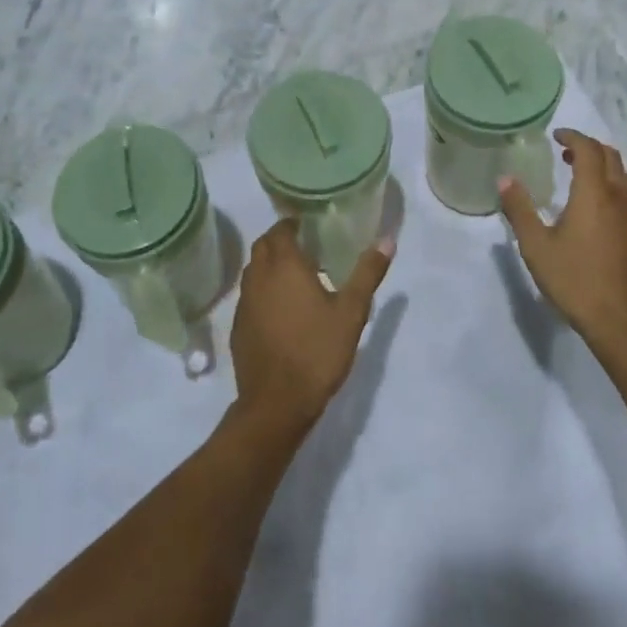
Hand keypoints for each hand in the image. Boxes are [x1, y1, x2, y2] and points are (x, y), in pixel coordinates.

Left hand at [229, 221, 393, 439]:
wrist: (277, 402)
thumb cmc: (317, 351)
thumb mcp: (352, 312)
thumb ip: (367, 273)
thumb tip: (387, 240)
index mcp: (285, 266)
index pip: (281, 230)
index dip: (292, 224)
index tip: (310, 226)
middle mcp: (259, 277)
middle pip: (263, 246)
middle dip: (280, 240)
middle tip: (306, 248)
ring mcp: (245, 303)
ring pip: (254, 270)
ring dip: (270, 265)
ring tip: (296, 276)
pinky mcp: (239, 326)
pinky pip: (250, 296)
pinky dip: (264, 290)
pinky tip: (282, 309)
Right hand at [500, 130, 626, 353]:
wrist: (622, 322)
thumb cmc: (575, 280)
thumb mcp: (536, 246)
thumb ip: (519, 210)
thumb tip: (504, 179)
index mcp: (594, 195)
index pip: (589, 150)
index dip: (573, 136)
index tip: (556, 135)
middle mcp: (619, 199)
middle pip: (611, 157)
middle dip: (589, 147)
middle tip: (565, 152)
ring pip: (623, 177)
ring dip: (602, 166)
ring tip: (579, 175)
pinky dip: (611, 186)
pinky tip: (595, 208)